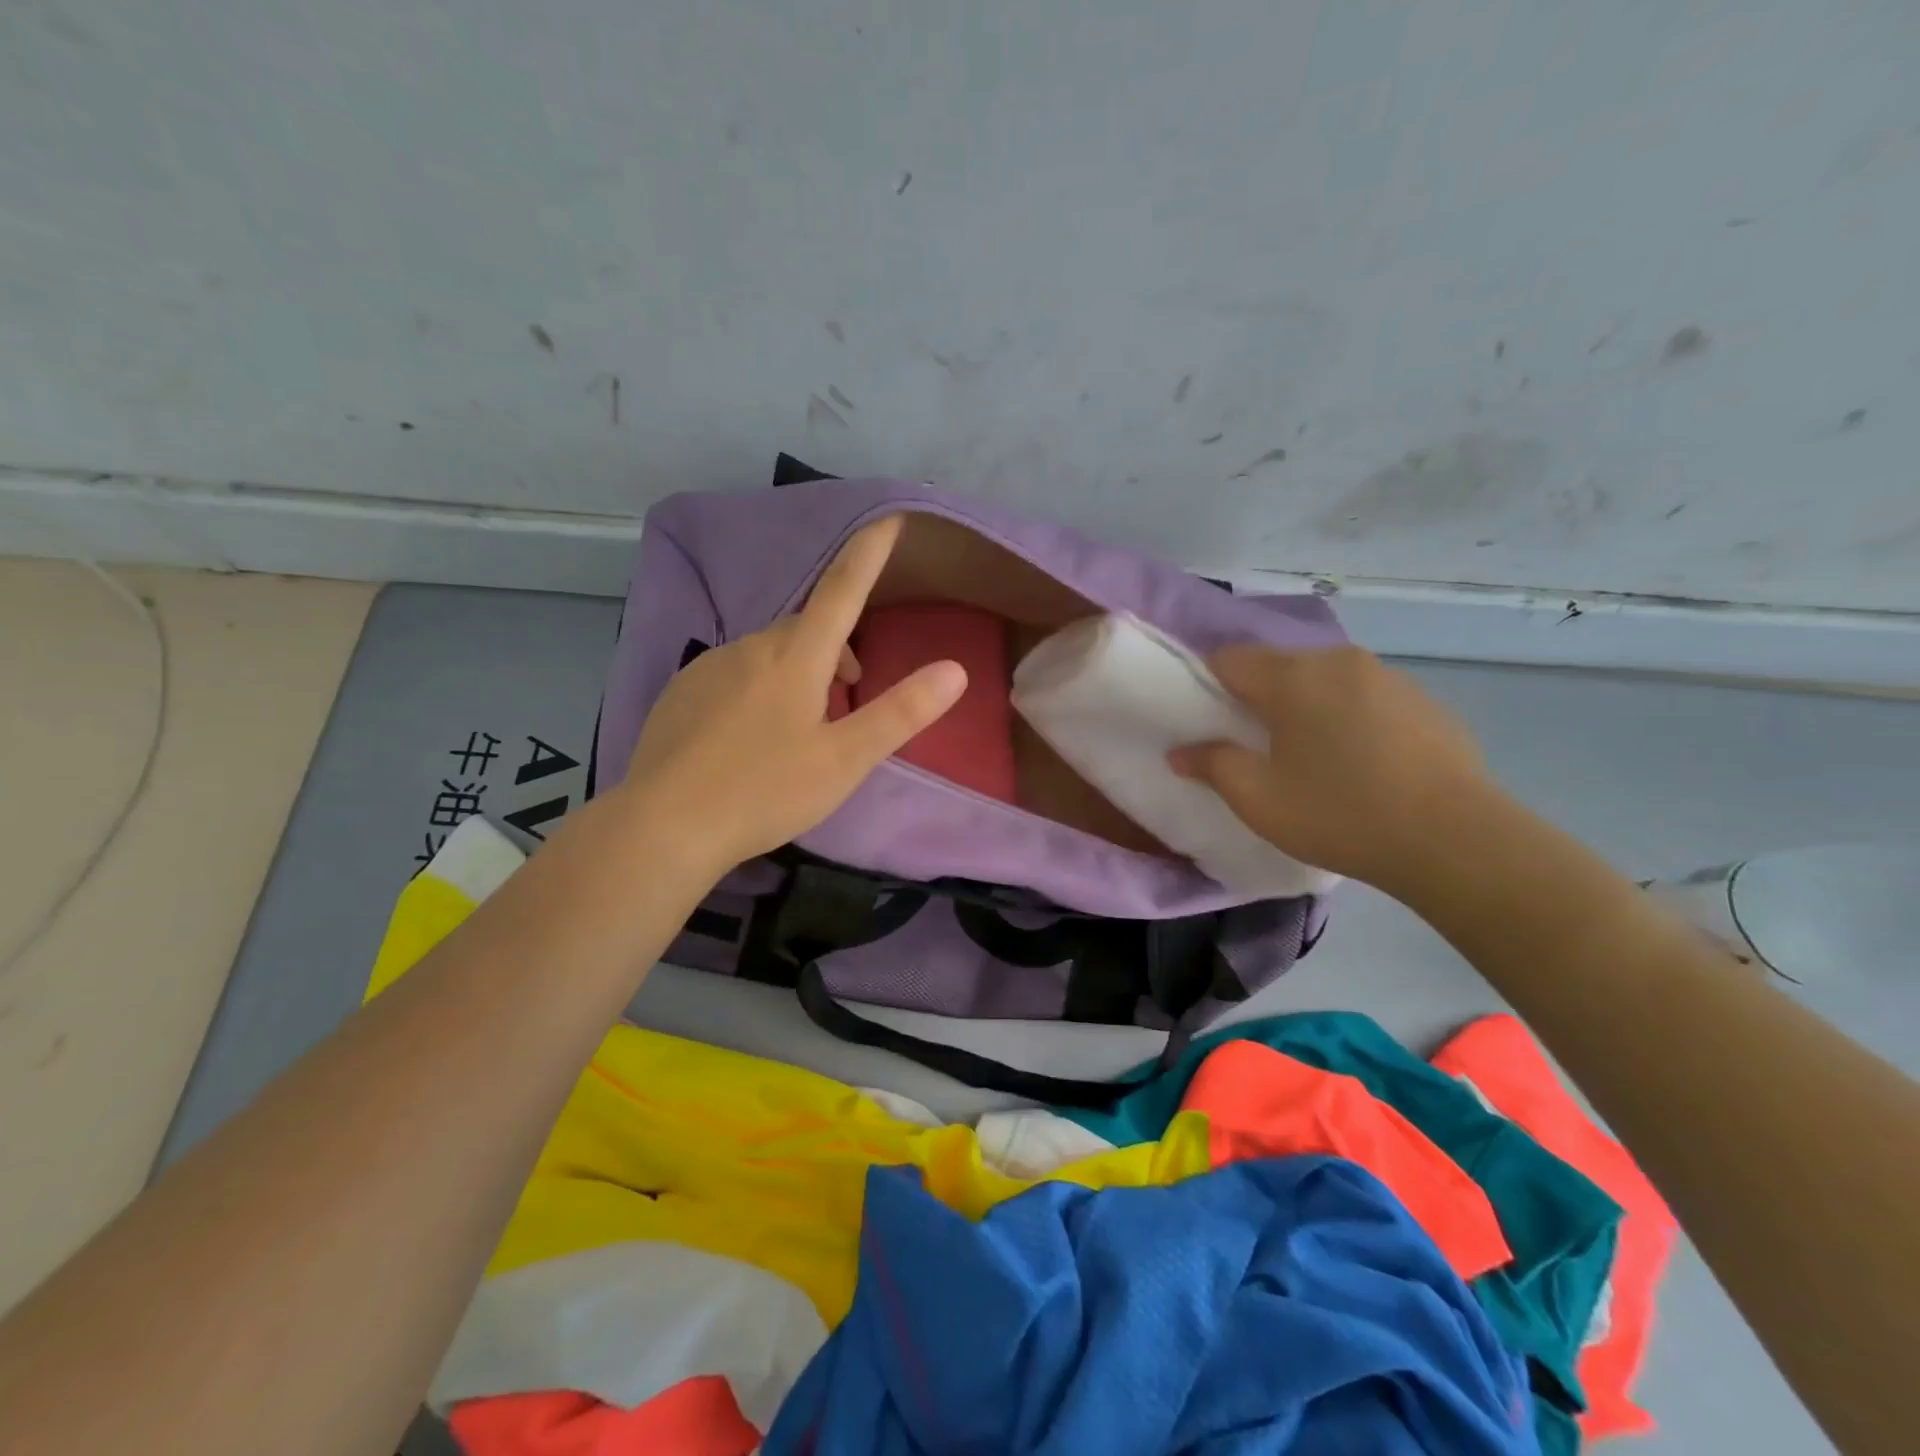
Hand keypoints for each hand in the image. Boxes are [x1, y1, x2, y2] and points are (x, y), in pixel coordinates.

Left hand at [617, 515, 966, 873]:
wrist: (664, 826)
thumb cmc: (765, 791)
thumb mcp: (845, 760)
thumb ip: (900, 713)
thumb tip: (956, 670)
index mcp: (796, 657)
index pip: (842, 588)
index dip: (870, 551)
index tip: (890, 516)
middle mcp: (750, 647)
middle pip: (806, 629)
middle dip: (836, 649)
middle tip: (849, 697)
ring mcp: (708, 666)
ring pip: (769, 653)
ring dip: (797, 672)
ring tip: (800, 728)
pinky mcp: (681, 691)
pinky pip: (734, 673)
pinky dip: (758, 688)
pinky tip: (750, 738)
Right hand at [1168, 645, 1492, 890]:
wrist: (1455, 839)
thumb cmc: (1340, 814)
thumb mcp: (1259, 799)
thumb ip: (1212, 765)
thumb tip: (1180, 752)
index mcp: (1292, 677)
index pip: (1229, 658)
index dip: (1209, 685)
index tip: (1211, 723)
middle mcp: (1338, 661)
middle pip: (1278, 665)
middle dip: (1259, 696)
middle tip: (1257, 746)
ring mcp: (1388, 676)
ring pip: (1324, 678)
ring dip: (1307, 705)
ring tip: (1314, 756)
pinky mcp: (1423, 699)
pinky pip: (1365, 696)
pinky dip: (1349, 716)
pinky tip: (1363, 763)